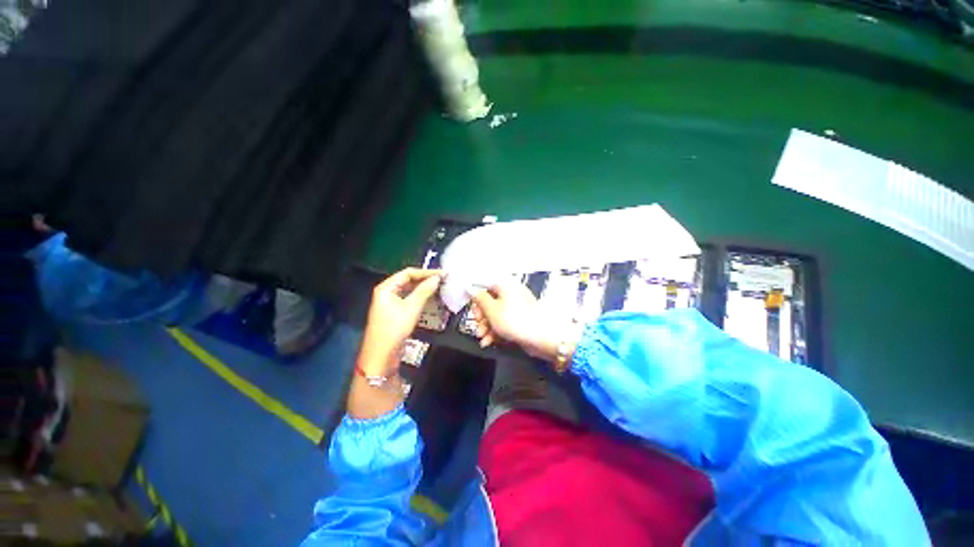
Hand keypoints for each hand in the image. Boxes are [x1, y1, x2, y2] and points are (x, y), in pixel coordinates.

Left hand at [357, 268, 441, 374]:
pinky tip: (431, 299)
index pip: (408, 273)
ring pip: (409, 290)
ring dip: (424, 288)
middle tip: (443, 279)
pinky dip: (420, 297)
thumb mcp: (412, 308)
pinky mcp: (394, 312)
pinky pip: (409, 299)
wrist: (381, 356)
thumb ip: (425, 290)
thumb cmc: (394, 328)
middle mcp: (387, 292)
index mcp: (386, 287)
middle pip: (408, 280)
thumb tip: (437, 278)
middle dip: (425, 279)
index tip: (442, 273)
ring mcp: (390, 303)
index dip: (426, 272)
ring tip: (440, 287)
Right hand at [470, 282, 568, 362]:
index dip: (476, 298)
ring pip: (496, 313)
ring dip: (487, 326)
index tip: (471, 311)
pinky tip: (489, 342)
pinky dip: (496, 330)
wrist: (540, 337)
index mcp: (505, 285)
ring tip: (482, 339)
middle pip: (490, 301)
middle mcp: (512, 293)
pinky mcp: (521, 319)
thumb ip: (479, 298)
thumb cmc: (513, 320)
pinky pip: (505, 321)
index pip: (486, 286)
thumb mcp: (492, 309)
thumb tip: (470, 288)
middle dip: (481, 317)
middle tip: (477, 327)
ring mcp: (518, 307)